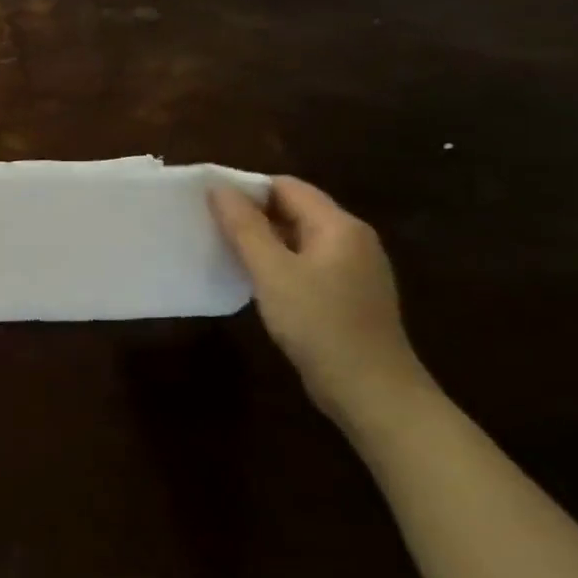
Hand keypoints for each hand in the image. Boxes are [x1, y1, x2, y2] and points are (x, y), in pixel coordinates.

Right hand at [210, 176, 429, 433]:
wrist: (370, 390)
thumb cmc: (319, 323)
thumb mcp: (272, 272)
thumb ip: (244, 227)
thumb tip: (218, 188)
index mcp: (339, 226)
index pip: (287, 187)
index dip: (246, 189)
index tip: (207, 203)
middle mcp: (352, 240)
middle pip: (295, 209)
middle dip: (251, 213)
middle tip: (208, 225)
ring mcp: (353, 269)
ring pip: (298, 238)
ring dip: (262, 239)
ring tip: (222, 249)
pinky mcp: (347, 294)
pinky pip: (305, 262)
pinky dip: (277, 262)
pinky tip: (254, 280)